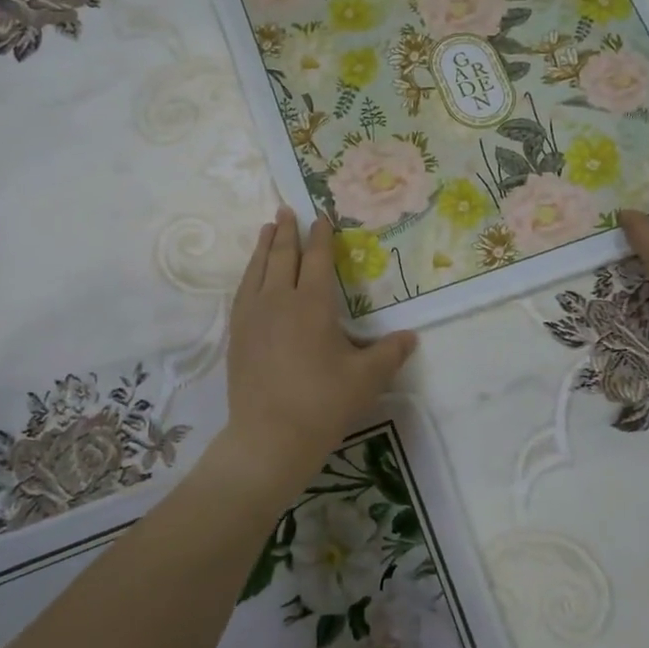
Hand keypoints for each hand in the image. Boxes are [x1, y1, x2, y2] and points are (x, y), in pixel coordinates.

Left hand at [225, 208, 416, 486]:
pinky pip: (242, 292)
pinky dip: (248, 274)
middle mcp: (278, 301)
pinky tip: (250, 276)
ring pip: (257, 270)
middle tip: (286, 210)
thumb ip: (389, 353)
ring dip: (264, 247)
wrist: (268, 437)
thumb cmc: (322, 404)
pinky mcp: (237, 335)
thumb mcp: (366, 379)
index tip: (321, 217)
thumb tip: (411, 337)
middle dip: (287, 232)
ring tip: (267, 229)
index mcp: (311, 304)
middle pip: (282, 257)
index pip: (316, 259)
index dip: (320, 237)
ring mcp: (252, 317)